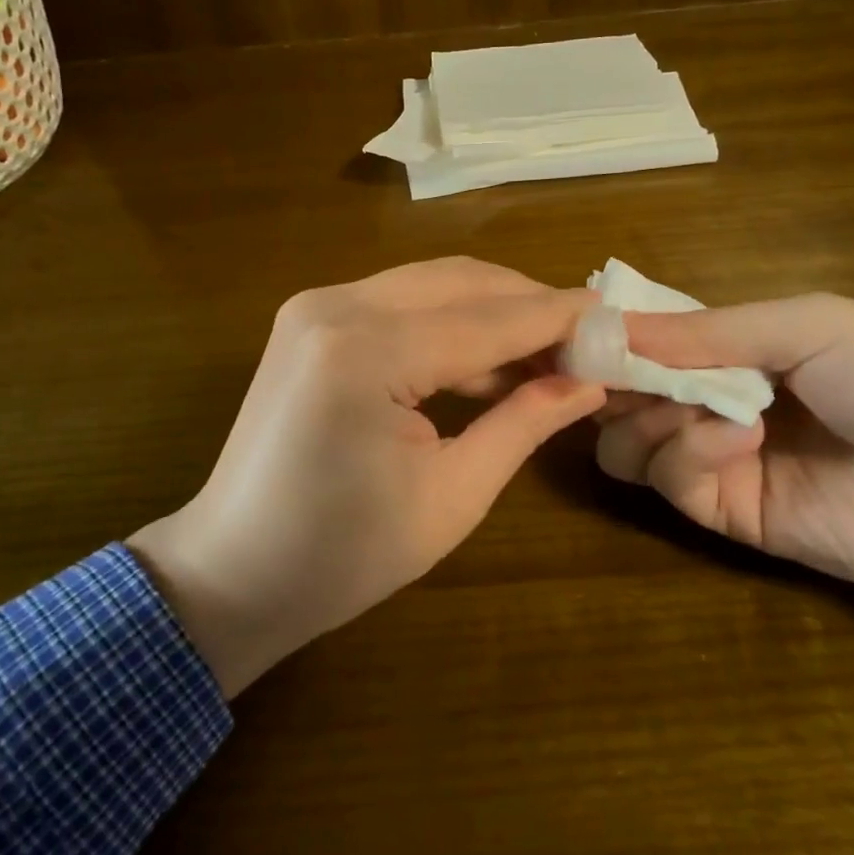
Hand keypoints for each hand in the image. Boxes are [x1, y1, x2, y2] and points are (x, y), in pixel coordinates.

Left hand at [129, 259, 603, 696]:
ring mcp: (316, 306)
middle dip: (530, 307)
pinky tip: (487, 360)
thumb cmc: (343, 556)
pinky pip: (401, 303)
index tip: (620, 320)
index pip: (490, 319)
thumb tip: (590, 383)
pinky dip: (450, 323)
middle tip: (587, 343)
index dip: (561, 319)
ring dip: (493, 312)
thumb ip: (524, 423)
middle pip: (462, 283)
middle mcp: (336, 306)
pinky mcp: (311, 320)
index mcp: (366, 351)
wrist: (233, 571)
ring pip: (433, 284)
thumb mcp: (452, 495)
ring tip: (548, 355)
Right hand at [595, 293, 853, 605]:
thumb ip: (707, 331)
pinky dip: (687, 453)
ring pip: (625, 443)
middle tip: (618, 373)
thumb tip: (608, 327)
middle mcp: (709, 401)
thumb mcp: (808, 325)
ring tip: (694, 407)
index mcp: (731, 348)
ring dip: (646, 418)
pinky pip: (669, 481)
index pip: (644, 340)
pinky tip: (738, 437)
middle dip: (612, 381)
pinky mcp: (726, 515)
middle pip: (620, 395)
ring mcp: (715, 460)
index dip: (611, 336)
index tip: (579, 332)